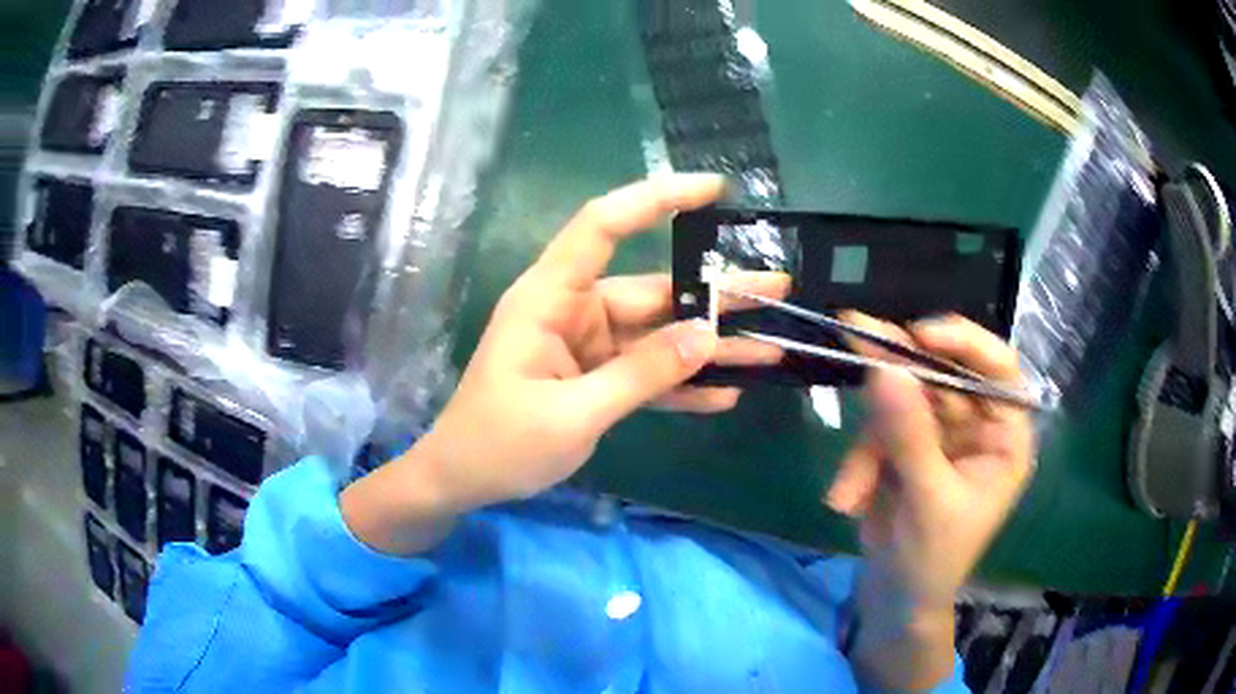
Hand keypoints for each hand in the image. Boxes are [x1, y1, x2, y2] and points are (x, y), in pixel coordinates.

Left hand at [341, 174, 788, 552]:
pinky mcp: (596, 378)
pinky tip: (726, 394)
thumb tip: (708, 338)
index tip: (713, 190)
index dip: (655, 199)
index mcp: (551, 298)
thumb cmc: (499, 443)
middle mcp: (574, 311)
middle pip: (654, 291)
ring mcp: (588, 346)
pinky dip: (683, 384)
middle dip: (717, 295)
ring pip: (659, 336)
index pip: (603, 226)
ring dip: (711, 346)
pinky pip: (647, 373)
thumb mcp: (571, 413)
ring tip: (771, 347)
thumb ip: (641, 374)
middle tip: (780, 290)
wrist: (464, 481)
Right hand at [828, 314, 1034, 688]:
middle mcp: (976, 424)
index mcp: (1005, 436)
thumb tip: (885, 369)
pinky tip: (847, 501)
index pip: (997, 369)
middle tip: (855, 332)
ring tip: (848, 492)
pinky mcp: (905, 443)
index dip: (963, 342)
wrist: (896, 597)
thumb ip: (909, 436)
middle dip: (897, 372)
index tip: (918, 333)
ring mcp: (939, 432)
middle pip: (940, 375)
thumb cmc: (933, 558)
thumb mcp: (927, 501)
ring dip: (868, 445)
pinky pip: (877, 430)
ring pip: (901, 401)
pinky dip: (858, 463)